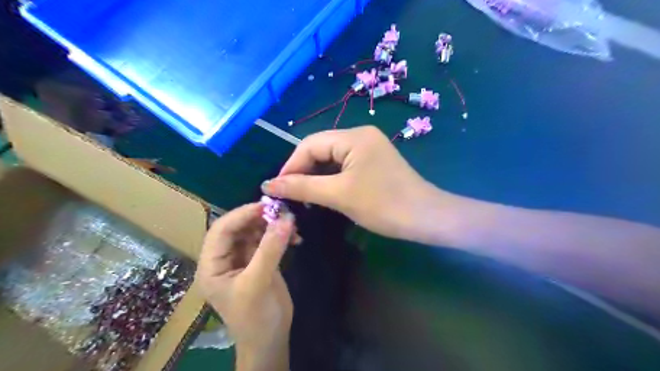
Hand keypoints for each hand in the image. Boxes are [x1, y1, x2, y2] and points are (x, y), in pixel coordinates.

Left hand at [194, 205, 294, 369]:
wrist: (270, 340)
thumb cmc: (255, 318)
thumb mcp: (258, 284)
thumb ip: (270, 250)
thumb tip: (286, 218)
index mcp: (212, 265)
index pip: (221, 230)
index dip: (242, 215)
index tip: (267, 205)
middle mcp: (224, 259)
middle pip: (238, 228)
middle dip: (259, 217)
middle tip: (281, 211)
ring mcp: (242, 259)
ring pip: (253, 231)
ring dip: (271, 225)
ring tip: (290, 223)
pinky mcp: (258, 260)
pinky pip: (266, 239)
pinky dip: (279, 235)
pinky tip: (294, 237)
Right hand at [260, 127, 444, 241]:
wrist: (426, 218)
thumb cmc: (383, 205)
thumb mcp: (339, 195)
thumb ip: (302, 187)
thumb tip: (268, 184)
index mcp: (353, 136)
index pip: (310, 144)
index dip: (290, 165)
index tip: (277, 189)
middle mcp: (360, 135)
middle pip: (320, 149)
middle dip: (302, 171)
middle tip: (290, 195)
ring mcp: (368, 148)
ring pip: (331, 159)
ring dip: (315, 176)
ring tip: (303, 196)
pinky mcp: (373, 162)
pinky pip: (344, 166)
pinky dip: (330, 179)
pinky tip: (323, 193)